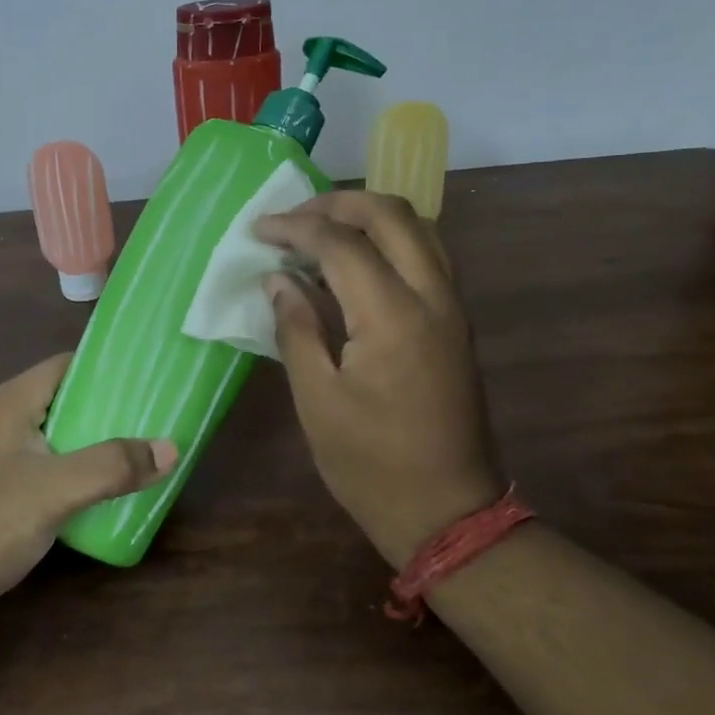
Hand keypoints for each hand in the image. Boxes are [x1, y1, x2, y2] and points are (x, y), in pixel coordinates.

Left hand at [0, 355, 175, 640]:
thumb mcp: (54, 489)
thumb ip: (113, 465)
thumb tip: (171, 447)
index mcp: (11, 403)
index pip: (68, 365)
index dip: (110, 366)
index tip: (153, 375)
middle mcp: (2, 423)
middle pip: (68, 403)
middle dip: (113, 411)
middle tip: (161, 420)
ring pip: (59, 443)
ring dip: (98, 449)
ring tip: (147, 455)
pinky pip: (48, 476)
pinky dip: (78, 480)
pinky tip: (109, 496)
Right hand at [254, 191, 504, 563]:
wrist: (448, 511)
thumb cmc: (371, 464)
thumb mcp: (317, 400)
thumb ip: (296, 329)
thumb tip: (279, 279)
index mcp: (393, 316)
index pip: (342, 243)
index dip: (296, 228)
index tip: (258, 230)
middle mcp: (432, 296)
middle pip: (391, 215)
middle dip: (338, 203)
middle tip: (293, 218)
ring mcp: (452, 307)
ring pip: (419, 228)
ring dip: (369, 215)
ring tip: (322, 229)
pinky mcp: (456, 323)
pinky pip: (428, 255)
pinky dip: (391, 239)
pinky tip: (357, 261)